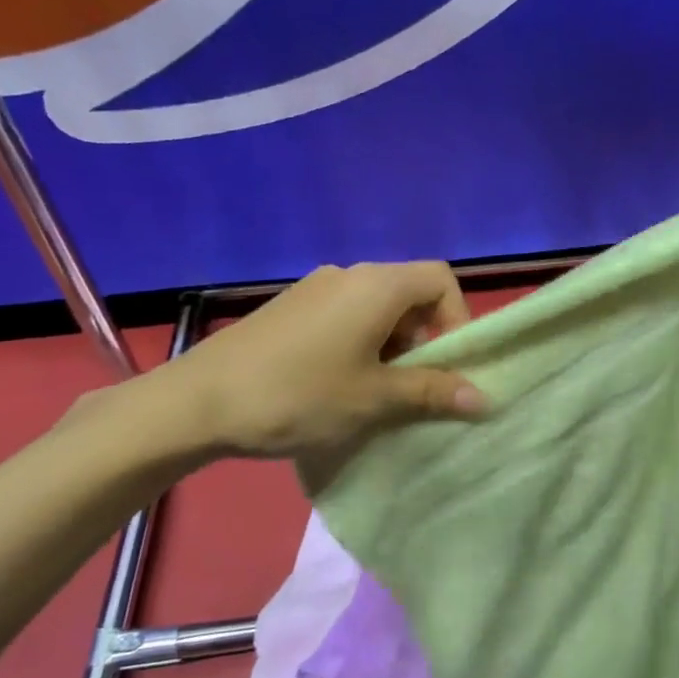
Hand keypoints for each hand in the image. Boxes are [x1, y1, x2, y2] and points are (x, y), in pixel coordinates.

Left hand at [145, 261, 487, 460]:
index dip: (459, 318)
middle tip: (415, 387)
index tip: (449, 365)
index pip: (441, 280)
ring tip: (377, 392)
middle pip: (410, 293)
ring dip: (392, 345)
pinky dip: (361, 342)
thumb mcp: (373, 399)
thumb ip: (431, 392)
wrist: (196, 403)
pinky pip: (345, 315)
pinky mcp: (290, 307)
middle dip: (425, 338)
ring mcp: (315, 288)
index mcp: (377, 285)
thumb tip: (482, 397)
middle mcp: (349, 274)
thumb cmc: (299, 396)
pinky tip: (338, 384)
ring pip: (377, 307)